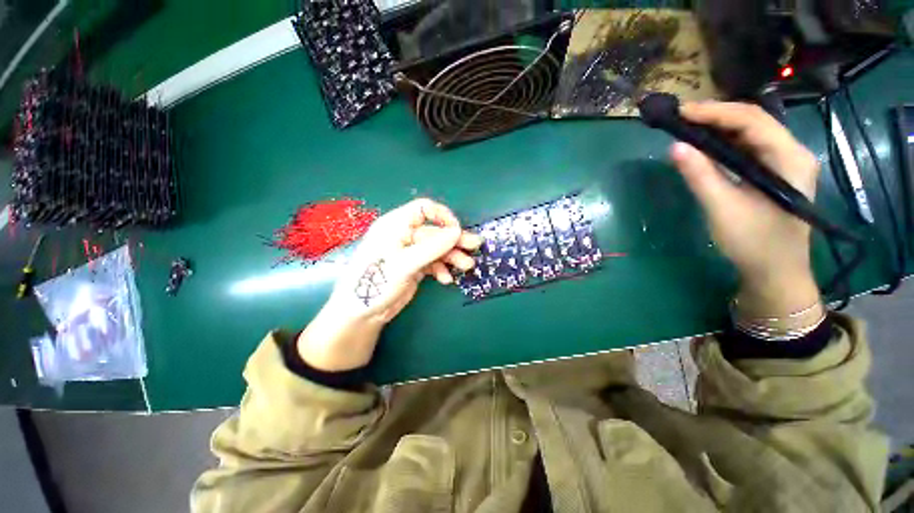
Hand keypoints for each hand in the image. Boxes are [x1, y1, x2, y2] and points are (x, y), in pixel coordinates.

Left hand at [298, 199, 481, 370]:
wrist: (362, 314)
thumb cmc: (376, 282)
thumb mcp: (405, 263)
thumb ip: (432, 247)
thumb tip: (457, 231)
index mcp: (396, 225)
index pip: (423, 209)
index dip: (442, 216)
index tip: (457, 230)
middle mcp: (403, 235)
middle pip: (434, 232)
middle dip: (454, 240)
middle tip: (476, 246)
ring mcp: (410, 252)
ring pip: (436, 249)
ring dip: (452, 257)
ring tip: (467, 266)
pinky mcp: (413, 267)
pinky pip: (432, 263)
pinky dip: (441, 269)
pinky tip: (446, 279)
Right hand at [670, 102, 821, 317]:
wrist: (775, 271)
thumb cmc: (754, 242)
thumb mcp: (723, 208)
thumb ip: (701, 175)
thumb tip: (675, 147)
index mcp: (789, 158)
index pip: (752, 120)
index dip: (715, 112)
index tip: (681, 113)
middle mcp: (791, 152)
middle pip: (753, 120)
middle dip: (716, 115)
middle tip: (680, 118)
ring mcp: (783, 162)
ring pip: (750, 132)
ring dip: (719, 127)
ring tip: (687, 127)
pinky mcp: (773, 172)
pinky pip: (747, 147)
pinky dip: (724, 142)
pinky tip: (705, 145)